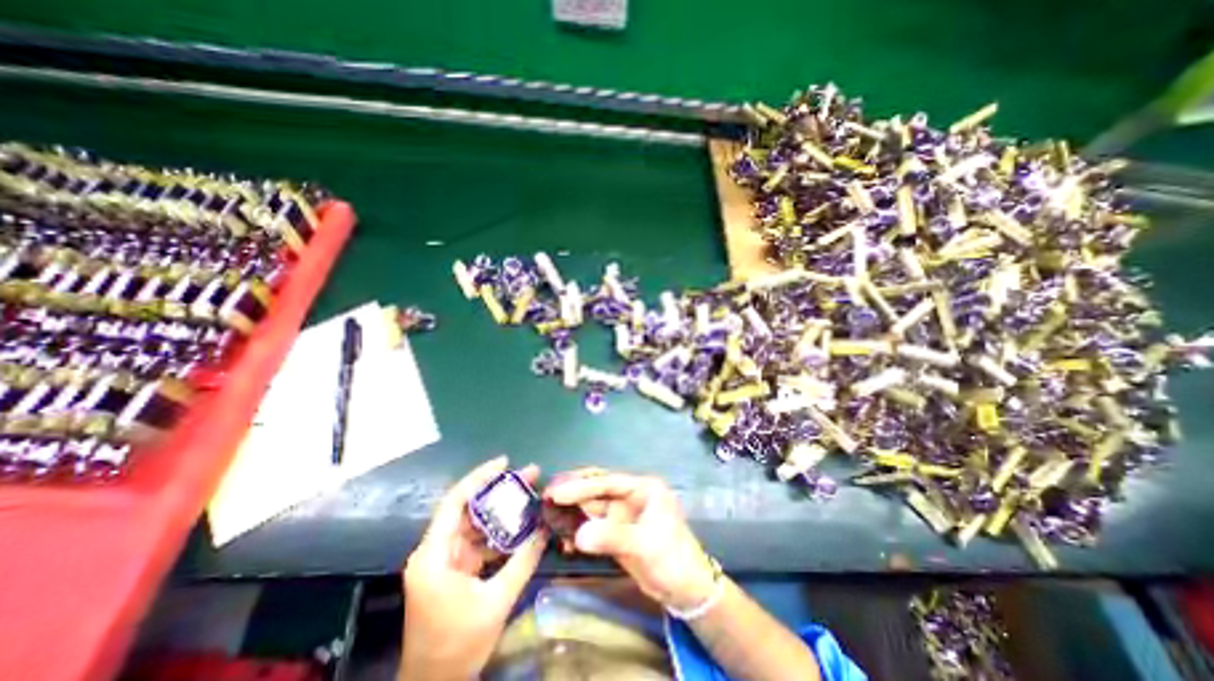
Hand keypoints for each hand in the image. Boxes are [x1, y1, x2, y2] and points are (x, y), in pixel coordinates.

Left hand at [402, 458, 548, 680]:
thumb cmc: (457, 647)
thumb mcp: (496, 602)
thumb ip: (523, 561)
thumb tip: (546, 528)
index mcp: (434, 555)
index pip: (455, 502)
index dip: (479, 478)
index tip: (505, 462)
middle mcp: (436, 551)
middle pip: (470, 508)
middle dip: (500, 490)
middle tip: (530, 474)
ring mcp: (446, 560)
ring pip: (477, 523)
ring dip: (503, 510)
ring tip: (531, 493)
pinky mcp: (455, 569)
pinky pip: (480, 541)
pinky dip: (501, 532)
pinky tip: (522, 524)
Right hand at [545, 468, 713, 612]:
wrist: (686, 591)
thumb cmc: (672, 559)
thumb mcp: (645, 545)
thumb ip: (612, 537)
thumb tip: (577, 536)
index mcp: (643, 488)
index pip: (607, 482)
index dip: (581, 486)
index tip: (556, 492)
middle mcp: (631, 496)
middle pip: (597, 489)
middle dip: (573, 491)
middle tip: (546, 495)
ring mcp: (623, 513)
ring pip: (592, 506)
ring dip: (572, 510)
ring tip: (548, 513)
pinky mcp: (617, 531)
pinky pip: (593, 525)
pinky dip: (579, 530)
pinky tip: (564, 538)